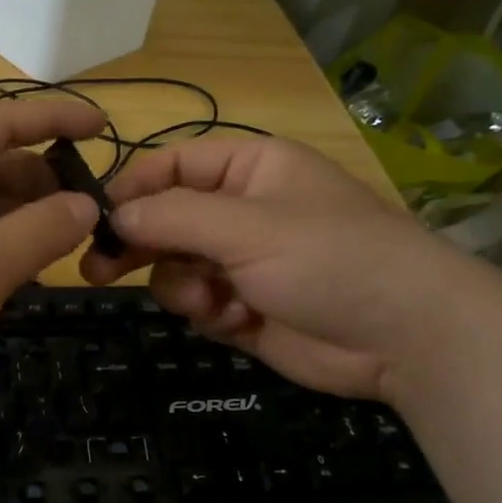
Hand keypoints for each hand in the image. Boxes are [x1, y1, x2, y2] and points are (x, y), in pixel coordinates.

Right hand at [80, 136, 486, 401]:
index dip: (132, 189)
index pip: (172, 165)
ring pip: (176, 268)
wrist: (405, 337)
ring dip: (183, 287)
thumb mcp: (247, 227)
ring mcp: (243, 262)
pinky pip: (198, 304)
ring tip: (211, 302)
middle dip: (139, 246)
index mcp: (250, 169)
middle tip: (98, 272)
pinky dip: (209, 314)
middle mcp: (242, 211)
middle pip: (166, 220)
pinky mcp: (244, 308)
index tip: (96, 220)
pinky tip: (238, 320)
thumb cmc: (329, 259)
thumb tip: (113, 215)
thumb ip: (172, 217)